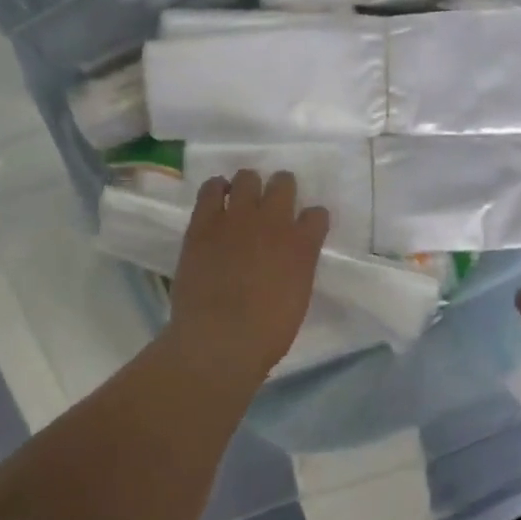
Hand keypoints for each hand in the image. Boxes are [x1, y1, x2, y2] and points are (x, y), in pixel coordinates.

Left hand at [166, 169, 329, 385]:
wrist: (218, 341)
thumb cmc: (266, 333)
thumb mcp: (298, 299)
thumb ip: (297, 269)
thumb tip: (288, 260)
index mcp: (302, 245)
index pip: (317, 214)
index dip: (312, 219)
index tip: (306, 228)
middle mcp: (273, 222)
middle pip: (284, 183)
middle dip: (282, 190)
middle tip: (273, 205)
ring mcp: (236, 218)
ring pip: (247, 178)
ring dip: (249, 185)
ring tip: (242, 199)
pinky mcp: (203, 223)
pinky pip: (211, 188)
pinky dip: (216, 188)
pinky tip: (217, 197)